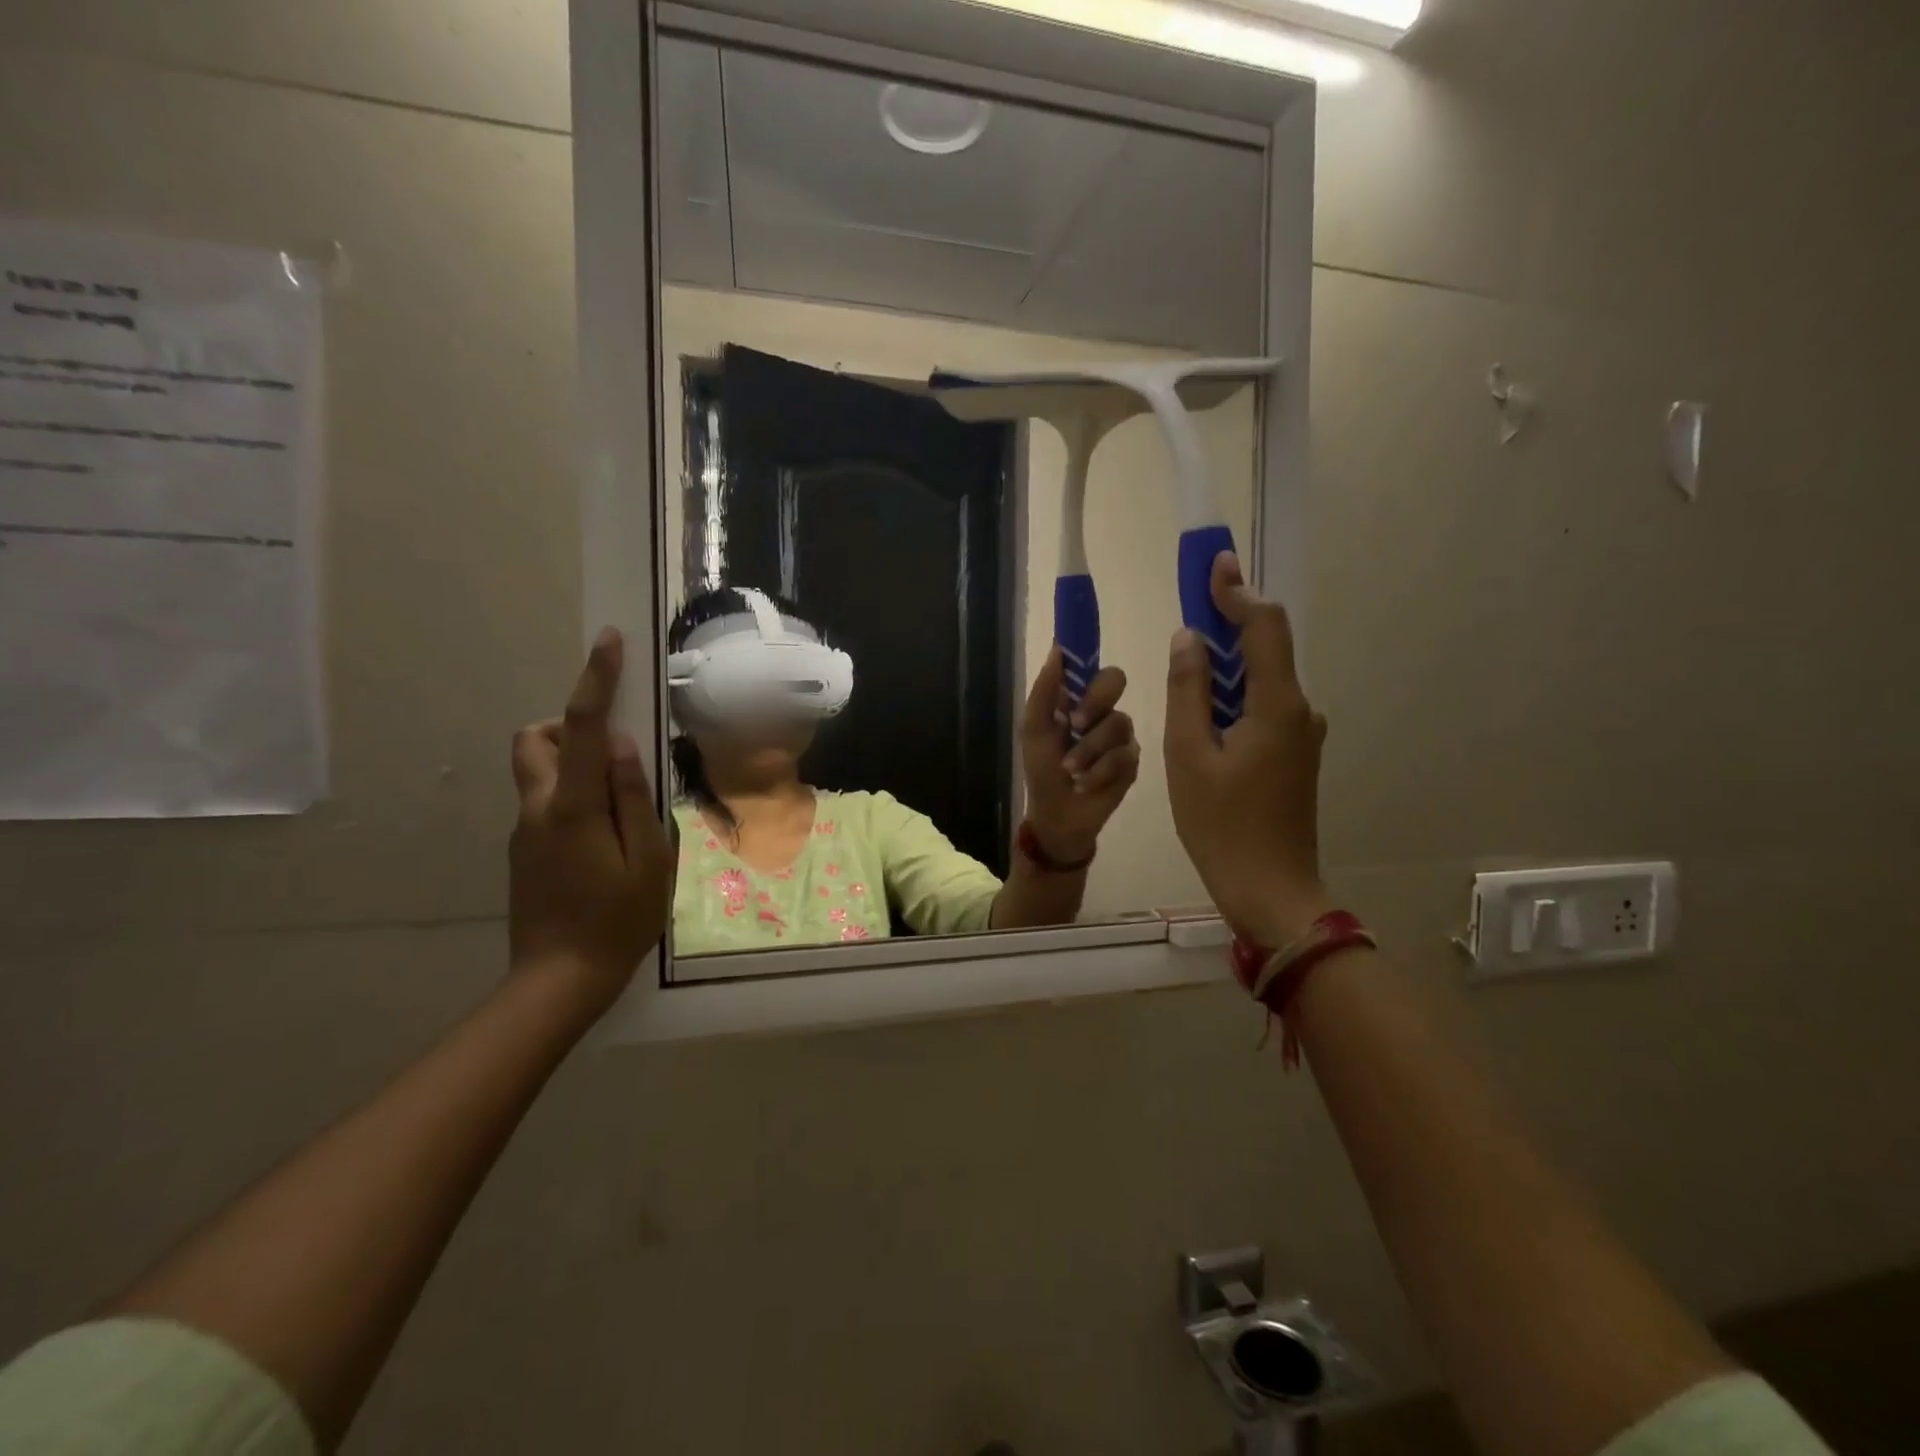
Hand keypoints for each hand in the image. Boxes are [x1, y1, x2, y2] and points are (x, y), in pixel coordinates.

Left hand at [509, 630, 674, 1009]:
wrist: (559, 980)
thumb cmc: (619, 920)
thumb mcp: (649, 858)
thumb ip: (634, 797)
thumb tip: (620, 745)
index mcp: (573, 807)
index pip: (579, 727)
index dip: (594, 680)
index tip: (607, 642)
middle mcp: (538, 808)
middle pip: (533, 739)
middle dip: (565, 726)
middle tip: (611, 755)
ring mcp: (524, 830)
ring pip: (537, 770)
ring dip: (571, 764)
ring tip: (618, 807)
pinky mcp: (523, 850)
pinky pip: (545, 802)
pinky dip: (574, 798)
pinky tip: (605, 844)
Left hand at [1019, 647, 1140, 864]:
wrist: (1057, 815)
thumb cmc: (1041, 770)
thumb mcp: (1034, 730)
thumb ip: (1044, 691)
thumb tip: (1057, 650)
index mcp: (1076, 699)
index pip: (1091, 666)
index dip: (1089, 658)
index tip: (1083, 658)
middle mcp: (1102, 711)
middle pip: (1115, 681)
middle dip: (1094, 701)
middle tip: (1076, 722)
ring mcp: (1120, 736)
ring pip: (1117, 723)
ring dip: (1088, 750)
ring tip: (1070, 771)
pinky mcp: (1132, 762)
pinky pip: (1124, 755)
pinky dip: (1098, 771)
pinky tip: (1085, 784)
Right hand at [1164, 553, 1330, 946]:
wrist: (1270, 890)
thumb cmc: (1220, 824)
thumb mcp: (1188, 754)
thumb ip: (1188, 690)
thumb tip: (1189, 638)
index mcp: (1277, 705)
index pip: (1264, 626)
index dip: (1237, 591)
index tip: (1214, 564)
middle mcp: (1300, 711)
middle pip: (1265, 650)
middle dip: (1227, 624)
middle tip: (1190, 608)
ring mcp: (1302, 736)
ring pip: (1261, 682)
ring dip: (1226, 667)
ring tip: (1185, 669)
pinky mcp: (1295, 757)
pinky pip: (1263, 709)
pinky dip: (1233, 698)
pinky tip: (1204, 716)